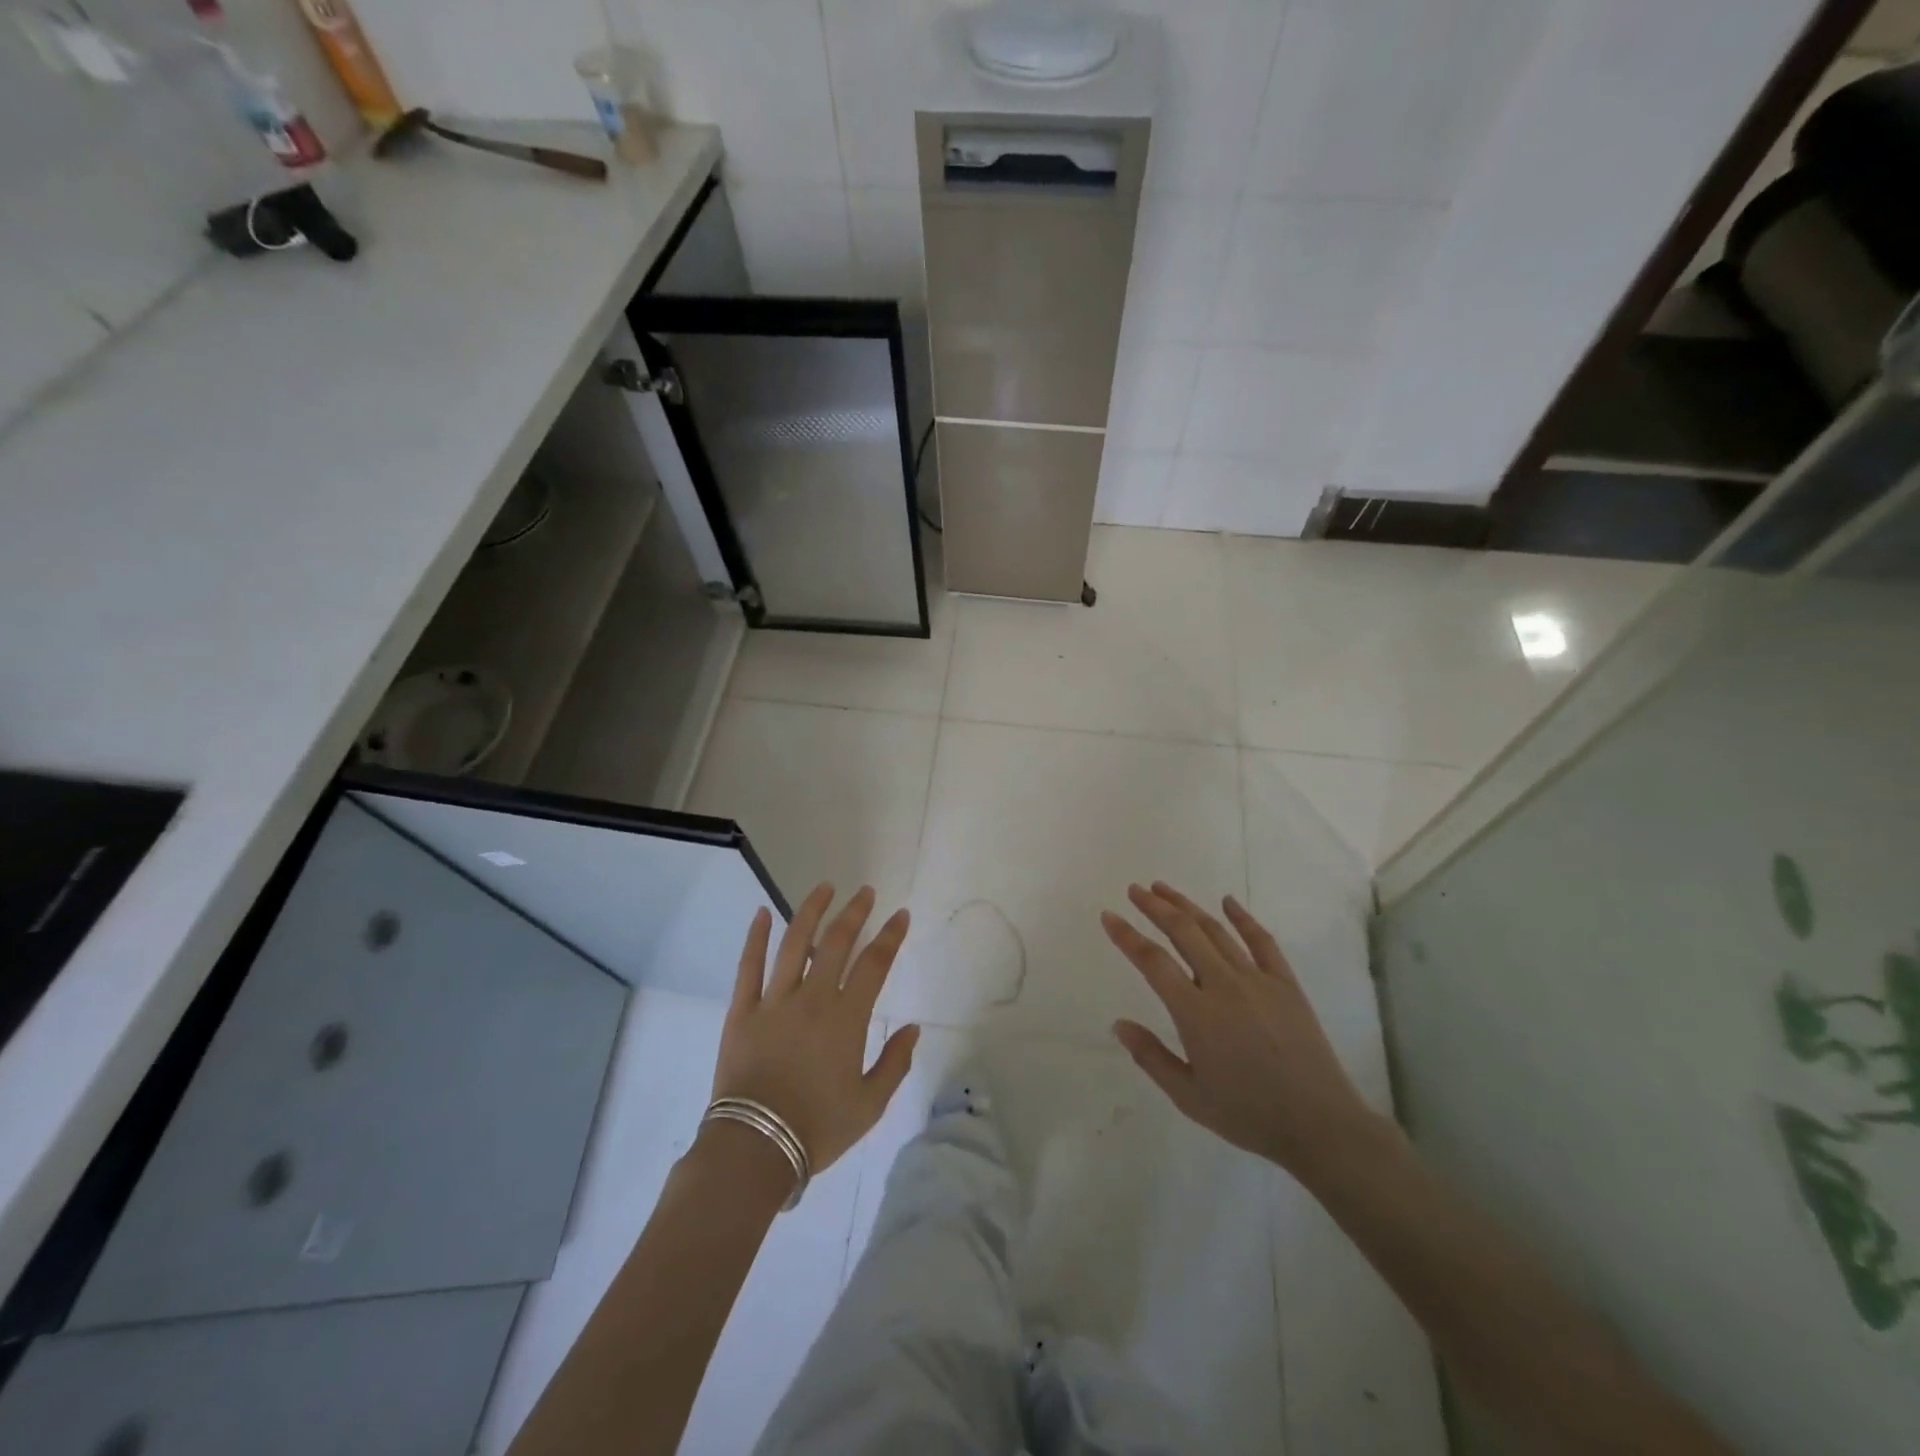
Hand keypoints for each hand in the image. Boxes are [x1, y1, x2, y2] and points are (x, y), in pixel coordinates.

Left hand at [712, 883, 919, 1174]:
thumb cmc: (818, 1128)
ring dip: (811, 911)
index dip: (890, 936)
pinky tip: (762, 913)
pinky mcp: (742, 1011)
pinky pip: (749, 967)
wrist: (755, 1148)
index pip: (874, 963)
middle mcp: (813, 998)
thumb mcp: (870, 1104)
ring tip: (824, 888)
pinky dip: (756, 937)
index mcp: (846, 1018)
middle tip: (865, 892)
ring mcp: (774, 1001)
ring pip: (794, 943)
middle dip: (854, 912)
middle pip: (837, 943)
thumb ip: (895, 1063)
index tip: (900, 915)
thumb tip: (912, 1028)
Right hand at [1101, 882, 1383, 1183]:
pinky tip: (1227, 901)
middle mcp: (1223, 985)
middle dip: (1155, 907)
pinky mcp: (1286, 984)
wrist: (1320, 1125)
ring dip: (1187, 906)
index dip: (1127, 936)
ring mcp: (1258, 980)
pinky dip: (1243, 917)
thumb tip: (1119, 1024)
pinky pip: (1262, 941)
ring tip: (1164, 889)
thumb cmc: (1248, 1114)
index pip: (1152, 962)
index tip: (1108, 915)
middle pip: (1183, 932)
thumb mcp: (1189, 1096)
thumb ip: (1151, 1057)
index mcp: (1196, 1013)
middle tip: (1134, 890)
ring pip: (1216, 931)